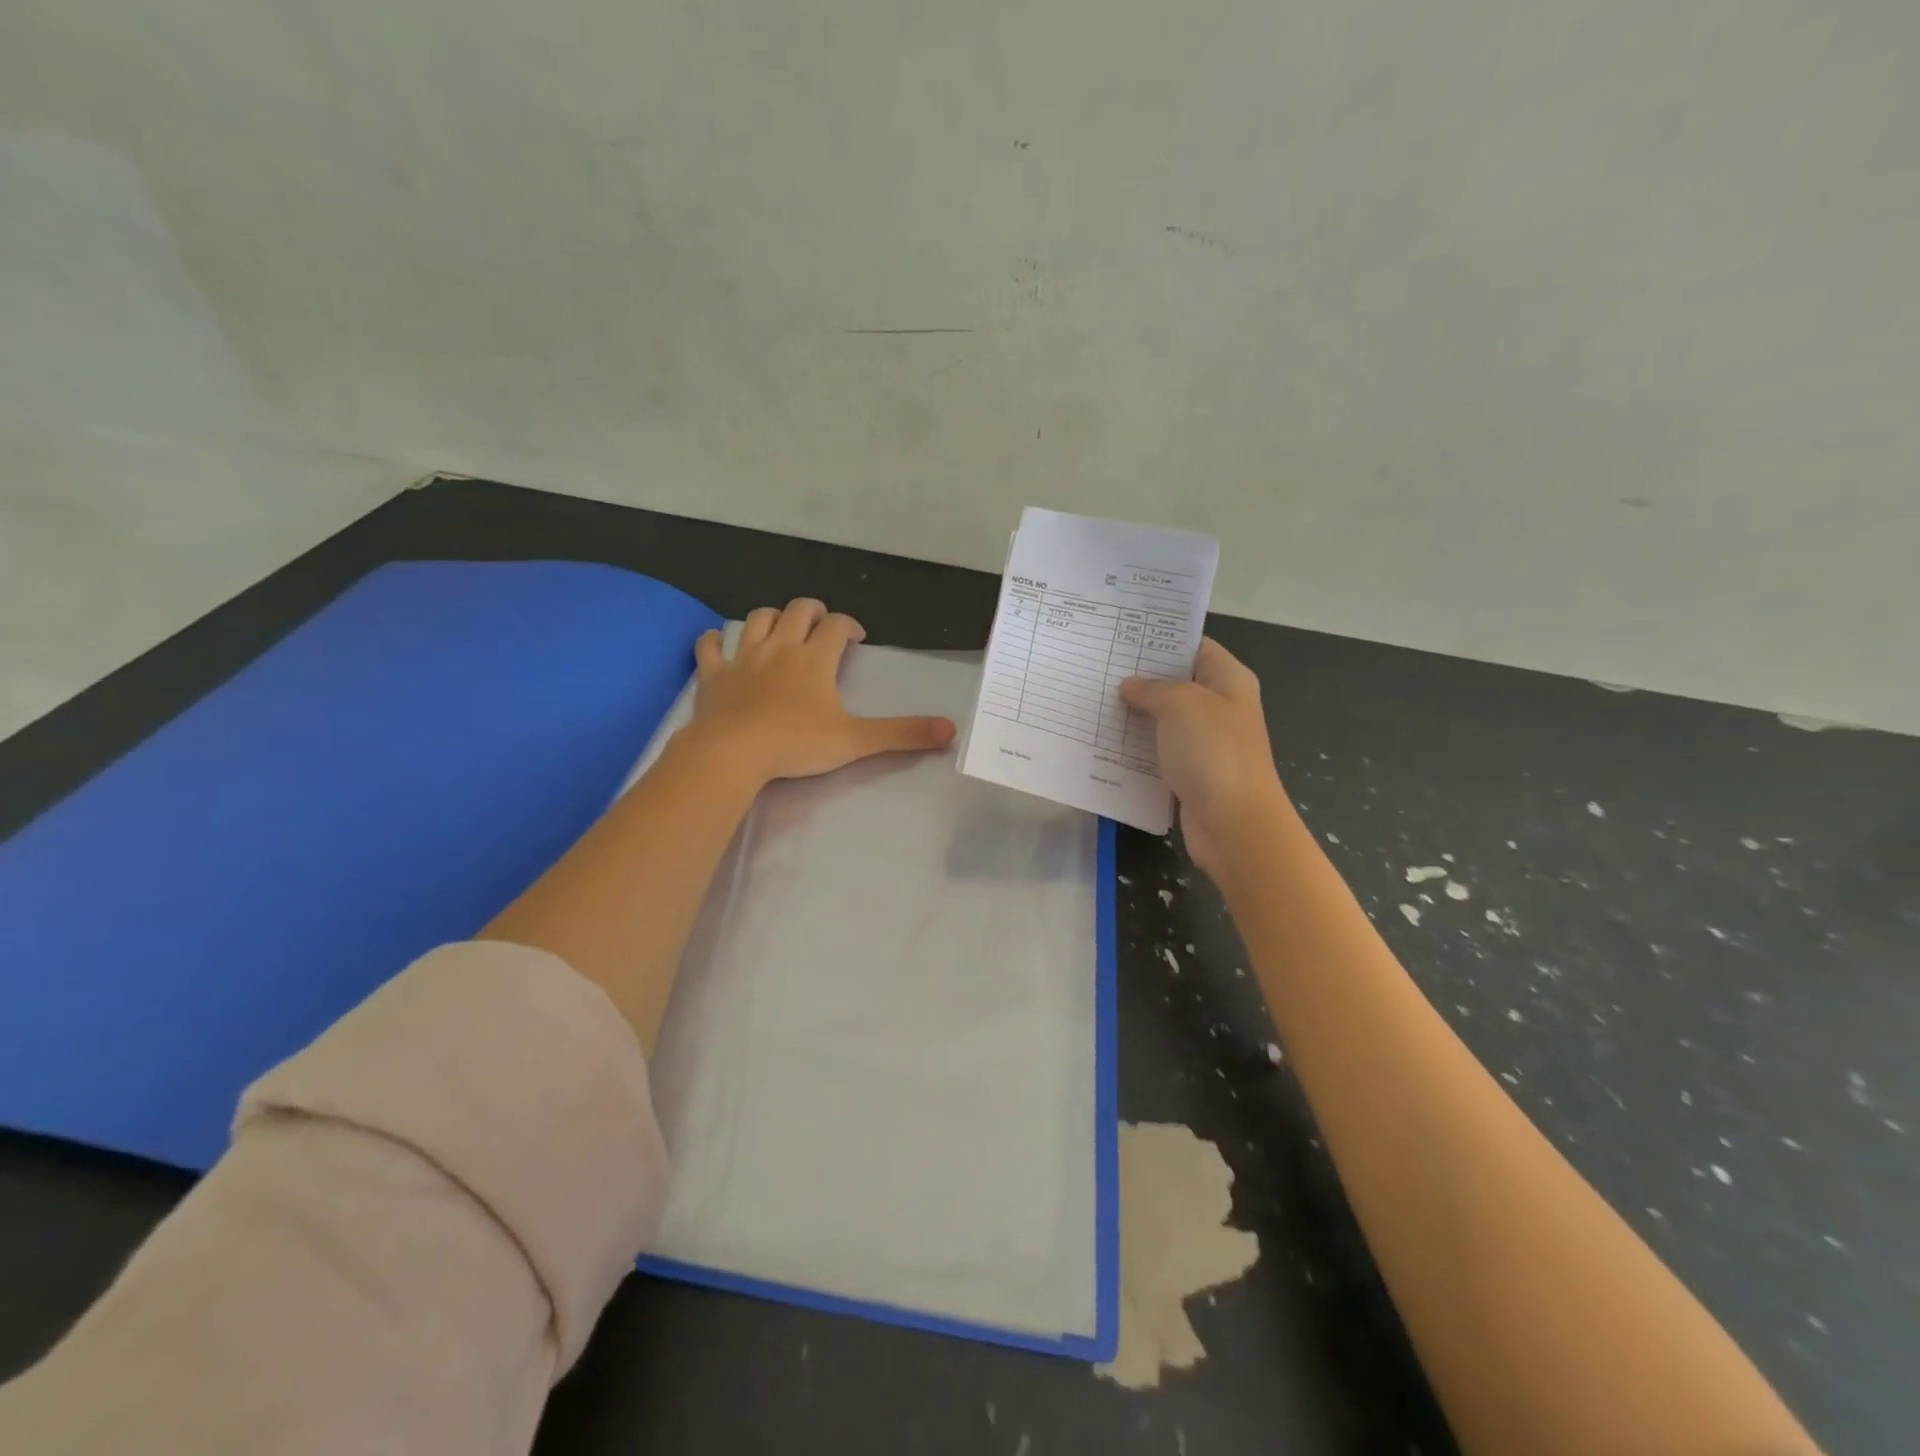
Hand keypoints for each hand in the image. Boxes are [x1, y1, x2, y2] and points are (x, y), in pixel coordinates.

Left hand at [687, 598, 955, 784]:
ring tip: (780, 628)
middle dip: (813, 611)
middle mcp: (781, 647)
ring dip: (771, 617)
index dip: (850, 626)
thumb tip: (950, 730)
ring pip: (757, 619)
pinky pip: (710, 646)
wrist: (733, 752)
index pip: (838, 626)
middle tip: (822, 625)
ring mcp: (744, 658)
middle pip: (798, 611)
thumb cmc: (797, 743)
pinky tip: (720, 642)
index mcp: (815, 659)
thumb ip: (902, 734)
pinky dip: (715, 640)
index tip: (857, 639)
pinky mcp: (714, 675)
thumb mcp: (856, 740)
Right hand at [1119, 638, 1290, 877]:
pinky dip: (1135, 748)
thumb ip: (1153, 688)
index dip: (1161, 640)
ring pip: (1163, 720)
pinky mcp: (1190, 773)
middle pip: (1176, 683)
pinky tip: (1104, 742)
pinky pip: (1158, 752)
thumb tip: (1130, 686)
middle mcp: (1219, 707)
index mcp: (1228, 681)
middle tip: (1098, 669)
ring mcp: (1205, 743)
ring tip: (1093, 702)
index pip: (1195, 646)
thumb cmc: (1213, 753)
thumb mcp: (1181, 705)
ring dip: (1133, 715)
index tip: (1121, 637)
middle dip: (1140, 678)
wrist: (1233, 824)